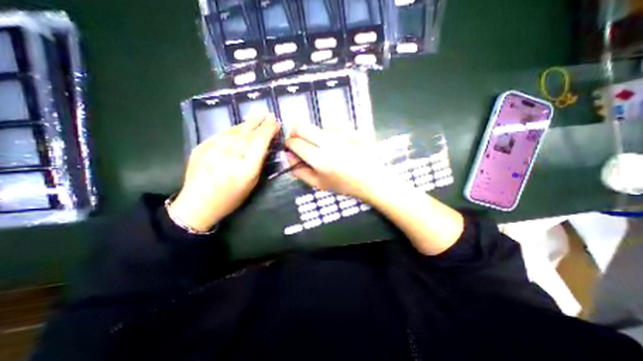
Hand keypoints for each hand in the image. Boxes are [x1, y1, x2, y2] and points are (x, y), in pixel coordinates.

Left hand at [169, 114, 279, 232]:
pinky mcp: (201, 146)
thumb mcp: (252, 183)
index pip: (260, 142)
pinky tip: (240, 128)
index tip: (276, 122)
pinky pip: (222, 134)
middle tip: (269, 114)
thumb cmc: (231, 197)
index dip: (269, 129)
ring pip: (235, 130)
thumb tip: (264, 143)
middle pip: (248, 133)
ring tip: (257, 117)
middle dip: (260, 121)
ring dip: (248, 123)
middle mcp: (229, 156)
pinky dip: (234, 129)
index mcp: (245, 169)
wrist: (198, 203)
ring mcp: (212, 149)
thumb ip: (258, 162)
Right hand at [285, 122, 399, 203]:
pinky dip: (329, 131)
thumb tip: (288, 155)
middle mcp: (329, 143)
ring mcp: (341, 134)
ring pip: (317, 125)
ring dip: (314, 132)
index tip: (291, 146)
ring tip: (323, 144)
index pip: (296, 143)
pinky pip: (334, 124)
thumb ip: (300, 171)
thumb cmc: (344, 184)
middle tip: (300, 140)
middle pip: (303, 126)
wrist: (371, 179)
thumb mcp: (319, 184)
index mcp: (319, 159)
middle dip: (296, 131)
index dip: (289, 143)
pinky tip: (337, 141)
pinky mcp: (351, 129)